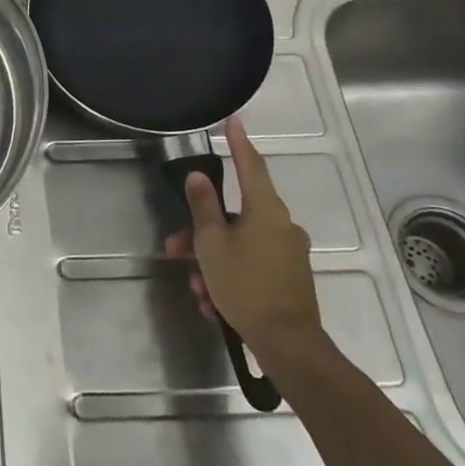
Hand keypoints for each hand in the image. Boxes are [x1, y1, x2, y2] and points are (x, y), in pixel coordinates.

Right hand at [163, 116, 322, 367]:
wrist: (289, 345)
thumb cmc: (246, 286)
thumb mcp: (213, 244)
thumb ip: (203, 207)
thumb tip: (199, 176)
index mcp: (266, 210)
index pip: (251, 164)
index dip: (238, 142)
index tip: (233, 120)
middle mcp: (282, 225)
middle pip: (234, 215)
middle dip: (201, 233)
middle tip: (175, 250)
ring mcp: (288, 253)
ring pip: (239, 244)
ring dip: (212, 262)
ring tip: (197, 291)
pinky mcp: (289, 278)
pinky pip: (251, 266)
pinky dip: (229, 277)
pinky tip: (214, 304)